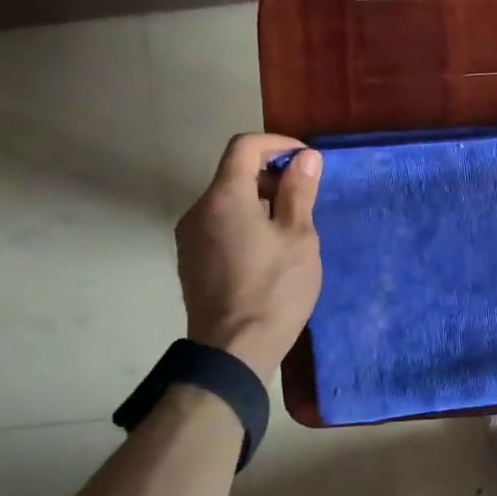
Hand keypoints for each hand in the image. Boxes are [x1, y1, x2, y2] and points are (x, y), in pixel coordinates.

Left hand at [176, 134, 322, 384]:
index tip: (306, 161)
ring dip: (259, 200)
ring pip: (227, 200)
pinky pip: (219, 225)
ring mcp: (190, 237)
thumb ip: (298, 192)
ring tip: (291, 227)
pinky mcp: (191, 261)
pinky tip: (268, 250)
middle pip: (233, 173)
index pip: (245, 147)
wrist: (233, 351)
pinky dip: (244, 221)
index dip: (278, 144)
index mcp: (225, 197)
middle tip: (305, 197)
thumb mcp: (298, 237)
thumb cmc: (274, 289)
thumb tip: (305, 158)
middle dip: (271, 175)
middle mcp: (199, 210)